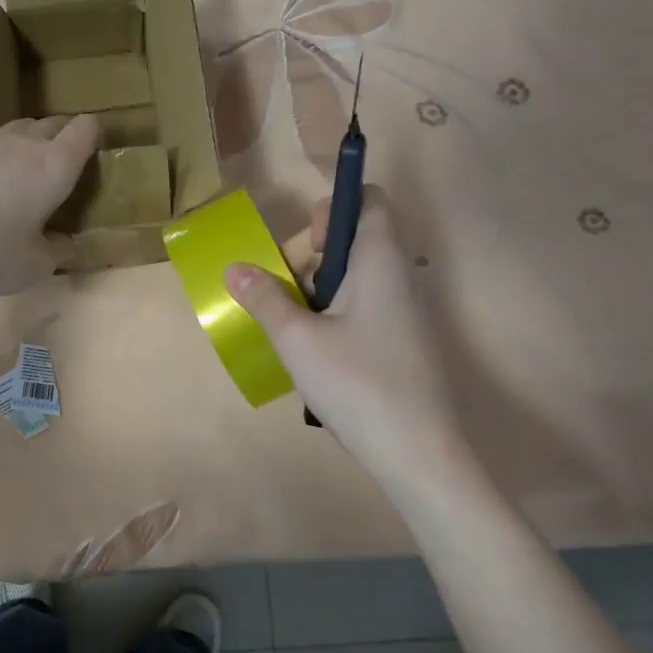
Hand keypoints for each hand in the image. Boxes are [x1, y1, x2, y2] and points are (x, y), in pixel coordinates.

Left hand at [0, 94, 101, 296]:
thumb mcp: (38, 266)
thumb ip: (59, 250)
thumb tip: (66, 243)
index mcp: (55, 167)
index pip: (87, 128)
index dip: (94, 136)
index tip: (92, 157)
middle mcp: (25, 143)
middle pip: (54, 123)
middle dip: (63, 140)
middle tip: (58, 175)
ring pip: (19, 122)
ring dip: (28, 137)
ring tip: (22, 168)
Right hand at [227, 187, 466, 482]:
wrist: (418, 453)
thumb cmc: (357, 385)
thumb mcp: (297, 340)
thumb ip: (265, 299)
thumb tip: (234, 268)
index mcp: (381, 261)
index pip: (369, 200)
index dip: (333, 209)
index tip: (308, 248)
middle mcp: (401, 277)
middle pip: (357, 238)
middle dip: (314, 258)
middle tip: (290, 295)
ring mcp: (407, 312)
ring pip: (358, 278)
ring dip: (321, 292)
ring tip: (299, 331)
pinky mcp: (405, 341)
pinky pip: (367, 308)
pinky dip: (338, 316)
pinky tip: (320, 356)